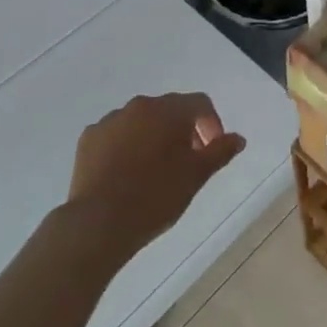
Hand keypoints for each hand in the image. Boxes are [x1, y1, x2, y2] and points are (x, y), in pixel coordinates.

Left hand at [67, 92, 246, 258]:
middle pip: (169, 110)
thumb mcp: (196, 176)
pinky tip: (126, 173)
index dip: (211, 124)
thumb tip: (238, 138)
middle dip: (182, 130)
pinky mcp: (88, 139)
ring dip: (153, 136)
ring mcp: (110, 120)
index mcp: (169, 110)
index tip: (211, 151)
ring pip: (141, 121)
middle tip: (186, 162)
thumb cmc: (156, 196)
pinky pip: (116, 135)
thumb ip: (220, 152)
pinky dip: (126, 146)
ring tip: (154, 169)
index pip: (200, 103)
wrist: (98, 223)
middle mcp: (139, 105)